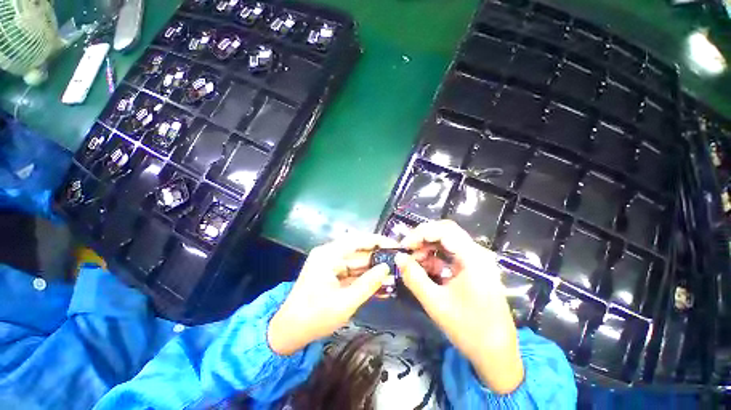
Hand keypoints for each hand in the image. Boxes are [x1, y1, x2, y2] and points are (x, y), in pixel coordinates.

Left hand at [268, 234, 397, 355]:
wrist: (288, 333)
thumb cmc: (314, 318)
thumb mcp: (345, 302)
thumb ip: (368, 284)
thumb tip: (387, 268)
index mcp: (329, 254)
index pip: (358, 240)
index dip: (378, 241)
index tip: (396, 246)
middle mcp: (330, 254)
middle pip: (359, 251)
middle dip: (378, 259)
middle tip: (399, 263)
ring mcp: (330, 264)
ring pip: (358, 263)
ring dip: (374, 270)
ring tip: (395, 276)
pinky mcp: (332, 274)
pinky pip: (352, 272)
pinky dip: (365, 279)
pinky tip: (381, 285)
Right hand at [396, 220, 522, 393]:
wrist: (497, 353)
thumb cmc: (469, 329)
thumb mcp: (435, 303)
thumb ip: (414, 277)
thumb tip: (398, 257)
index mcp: (473, 258)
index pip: (444, 230)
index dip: (421, 233)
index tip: (404, 245)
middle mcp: (476, 253)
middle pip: (446, 232)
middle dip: (423, 238)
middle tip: (406, 250)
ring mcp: (475, 260)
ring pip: (446, 241)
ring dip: (427, 248)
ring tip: (413, 262)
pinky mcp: (472, 268)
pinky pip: (449, 254)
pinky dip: (434, 258)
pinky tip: (423, 269)